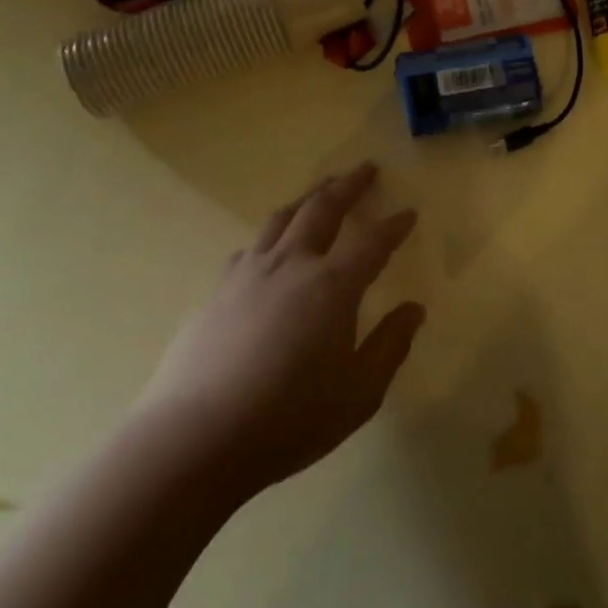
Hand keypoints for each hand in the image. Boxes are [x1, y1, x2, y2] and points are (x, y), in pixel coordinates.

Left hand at [137, 162, 424, 497]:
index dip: (395, 225)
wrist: (194, 439)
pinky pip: (251, 247)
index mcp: (332, 286)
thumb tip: (414, 309)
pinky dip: (271, 235)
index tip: (409, 213)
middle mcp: (291, 266)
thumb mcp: (359, 393)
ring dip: (307, 198)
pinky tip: (270, 247)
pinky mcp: (216, 292)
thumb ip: (390, 346)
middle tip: (365, 169)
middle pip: (322, 209)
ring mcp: (248, 275)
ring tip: (321, 191)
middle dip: (348, 185)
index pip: (373, 242)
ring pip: (281, 218)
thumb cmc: (289, 419)